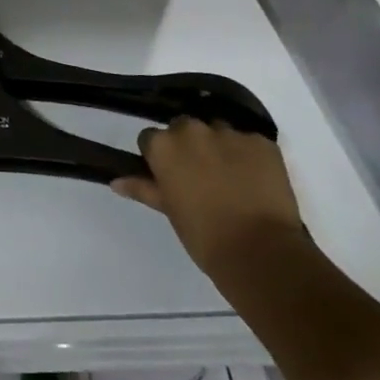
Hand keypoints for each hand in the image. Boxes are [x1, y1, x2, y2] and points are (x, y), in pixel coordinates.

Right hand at [111, 116, 304, 275]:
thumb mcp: (169, 211)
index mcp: (164, 146)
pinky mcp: (262, 141)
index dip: (159, 156)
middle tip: (200, 176)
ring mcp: (230, 133)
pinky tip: (255, 180)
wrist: (260, 252)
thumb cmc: (204, 236)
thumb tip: (116, 181)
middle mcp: (193, 130)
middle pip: (184, 128)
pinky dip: (249, 156)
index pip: (151, 138)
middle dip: (189, 145)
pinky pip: (249, 142)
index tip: (169, 175)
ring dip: (219, 147)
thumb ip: (144, 189)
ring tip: (231, 178)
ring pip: (218, 131)